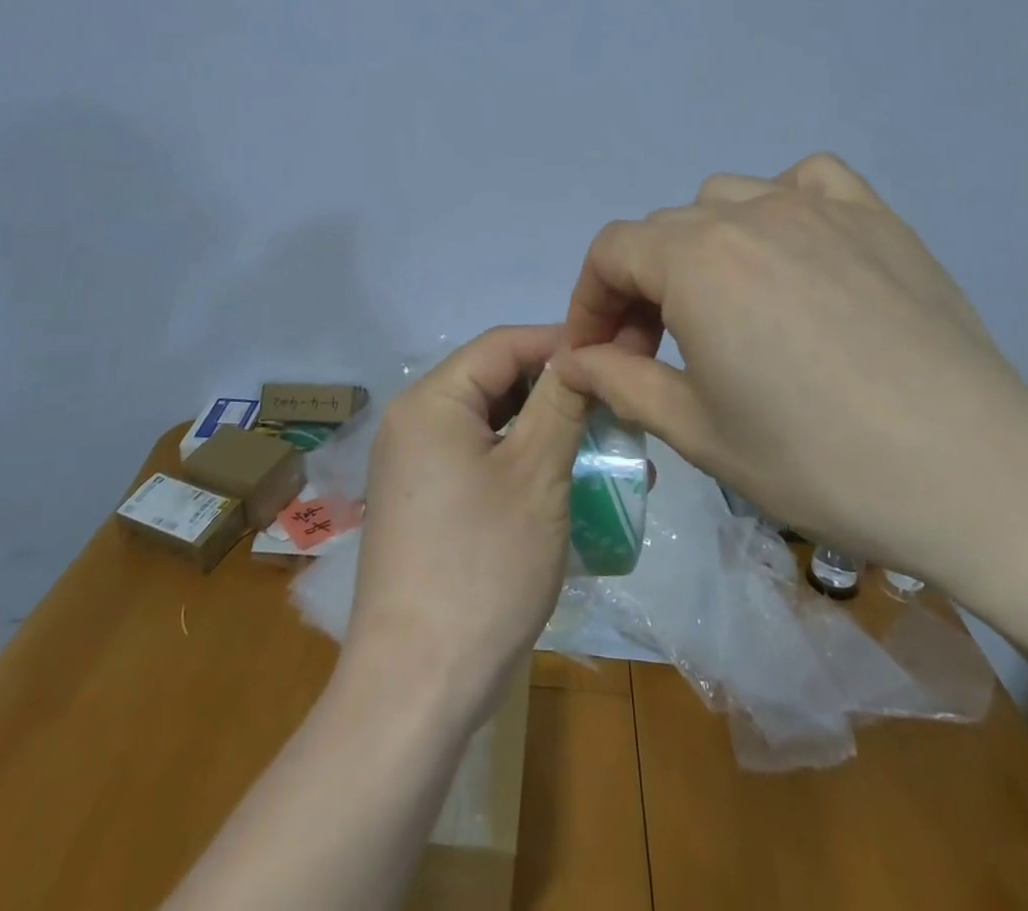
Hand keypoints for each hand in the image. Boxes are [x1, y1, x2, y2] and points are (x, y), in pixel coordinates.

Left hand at [344, 325, 588, 726]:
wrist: (417, 685)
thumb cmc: (483, 566)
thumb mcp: (537, 475)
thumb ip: (561, 402)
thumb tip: (582, 352)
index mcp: (431, 401)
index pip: (502, 344)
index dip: (559, 343)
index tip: (613, 355)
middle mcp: (413, 422)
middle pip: (494, 381)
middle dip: (556, 390)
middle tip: (614, 405)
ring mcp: (414, 466)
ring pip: (490, 423)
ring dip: (545, 430)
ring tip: (604, 446)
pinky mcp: (424, 503)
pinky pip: (478, 460)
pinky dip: (521, 462)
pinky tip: (567, 483)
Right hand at [555, 154, 1027, 583]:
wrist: (973, 474)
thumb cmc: (818, 461)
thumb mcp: (699, 432)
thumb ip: (622, 383)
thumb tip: (574, 361)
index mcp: (697, 261)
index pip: (611, 252)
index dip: (589, 300)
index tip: (595, 351)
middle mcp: (749, 215)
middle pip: (662, 230)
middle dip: (638, 286)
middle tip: (653, 349)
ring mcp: (818, 208)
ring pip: (725, 199)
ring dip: (699, 245)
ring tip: (722, 302)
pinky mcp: (876, 218)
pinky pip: (807, 180)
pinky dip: (779, 203)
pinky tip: (792, 249)